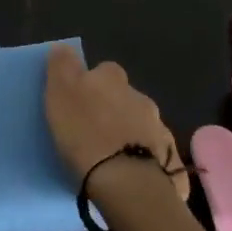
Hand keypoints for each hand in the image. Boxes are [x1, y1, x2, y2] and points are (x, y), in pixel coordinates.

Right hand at [43, 46, 189, 205]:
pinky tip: (132, 175)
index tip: (81, 101)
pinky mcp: (171, 161)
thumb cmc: (85, 132)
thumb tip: (63, 47)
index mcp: (112, 78)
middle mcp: (140, 97)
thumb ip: (62, 64)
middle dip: (114, 109)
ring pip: (141, 125)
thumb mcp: (61, 91)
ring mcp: (159, 128)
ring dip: (130, 133)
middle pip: (125, 97)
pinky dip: (145, 159)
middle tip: (95, 131)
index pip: (104, 70)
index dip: (92, 83)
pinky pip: (155, 154)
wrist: (126, 183)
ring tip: (112, 157)